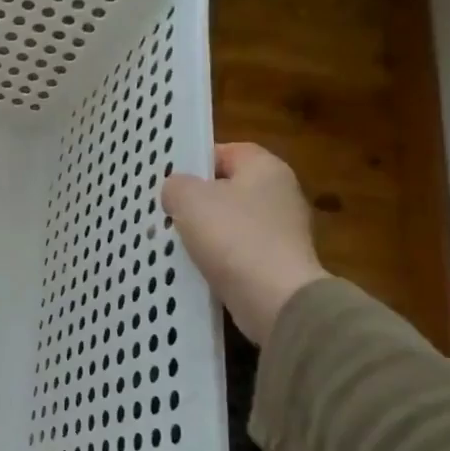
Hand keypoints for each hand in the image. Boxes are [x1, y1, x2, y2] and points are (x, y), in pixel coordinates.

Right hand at [162, 143, 327, 344]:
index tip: (170, 179)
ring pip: (231, 222)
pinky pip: (238, 252)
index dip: (196, 160)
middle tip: (167, 211)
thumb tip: (177, 191)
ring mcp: (283, 232)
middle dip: (197, 199)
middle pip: (228, 188)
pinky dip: (218, 258)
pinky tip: (196, 267)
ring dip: (205, 232)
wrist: (275, 299)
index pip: (227, 151)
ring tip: (174, 241)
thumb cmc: (233, 236)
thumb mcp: (189, 199)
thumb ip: (175, 185)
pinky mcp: (278, 264)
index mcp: (266, 168)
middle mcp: (280, 194)